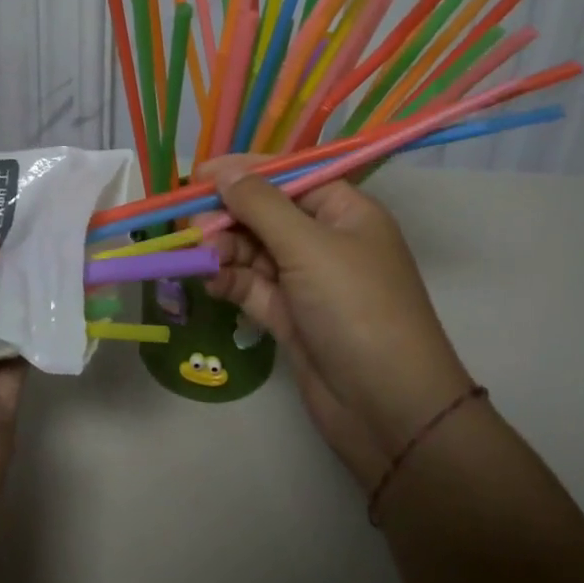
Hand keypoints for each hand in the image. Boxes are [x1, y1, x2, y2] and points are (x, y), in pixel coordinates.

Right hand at [193, 157, 472, 487]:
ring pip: (254, 250)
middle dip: (229, 216)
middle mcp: (326, 240)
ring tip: (202, 258)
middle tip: (193, 229)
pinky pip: (252, 285)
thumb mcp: (308, 247)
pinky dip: (230, 280)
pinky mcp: (291, 316)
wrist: (390, 412)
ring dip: (225, 250)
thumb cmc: (356, 309)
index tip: (198, 176)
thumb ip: (260, 205)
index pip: (288, 176)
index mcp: (344, 211)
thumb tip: (223, 170)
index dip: (244, 172)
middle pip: (266, 213)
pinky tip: (211, 282)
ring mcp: (307, 280)